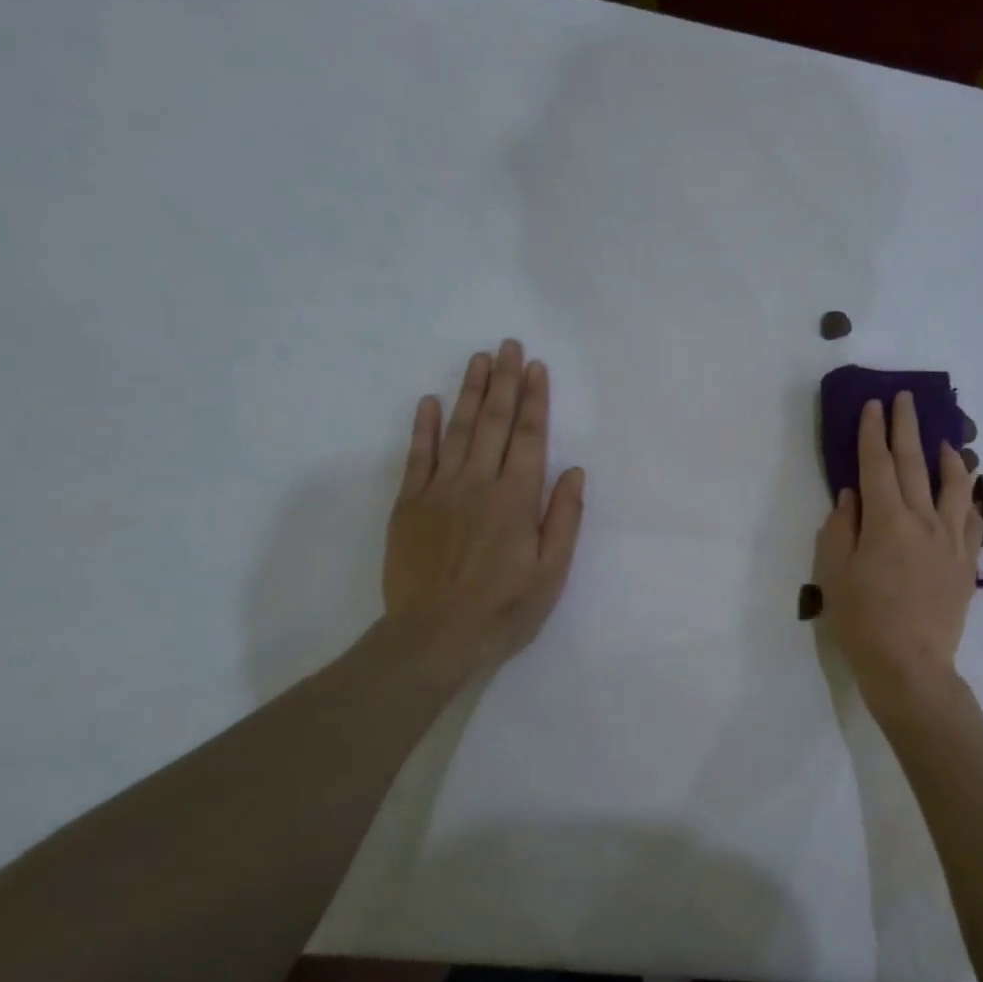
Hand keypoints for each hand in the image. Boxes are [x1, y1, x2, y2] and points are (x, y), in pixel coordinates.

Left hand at [383, 340, 585, 683]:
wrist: (434, 636)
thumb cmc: (504, 608)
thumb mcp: (552, 571)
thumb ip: (564, 518)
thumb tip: (573, 471)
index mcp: (516, 499)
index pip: (529, 438)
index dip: (534, 401)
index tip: (536, 367)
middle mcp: (478, 484)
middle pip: (492, 423)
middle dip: (503, 382)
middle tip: (508, 345)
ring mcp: (439, 491)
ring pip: (456, 430)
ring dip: (469, 392)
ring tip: (478, 359)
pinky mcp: (409, 504)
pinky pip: (416, 456)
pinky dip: (422, 427)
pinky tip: (428, 401)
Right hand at [812, 392, 982, 710]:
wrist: (910, 667)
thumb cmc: (862, 622)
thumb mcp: (833, 574)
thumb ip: (841, 528)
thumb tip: (852, 495)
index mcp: (886, 521)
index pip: (877, 464)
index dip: (873, 432)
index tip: (873, 404)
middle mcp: (923, 520)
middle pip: (915, 463)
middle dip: (907, 427)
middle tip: (905, 399)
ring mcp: (951, 540)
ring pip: (954, 486)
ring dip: (948, 457)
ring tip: (945, 440)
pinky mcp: (967, 562)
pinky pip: (973, 520)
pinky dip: (969, 499)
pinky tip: (967, 491)